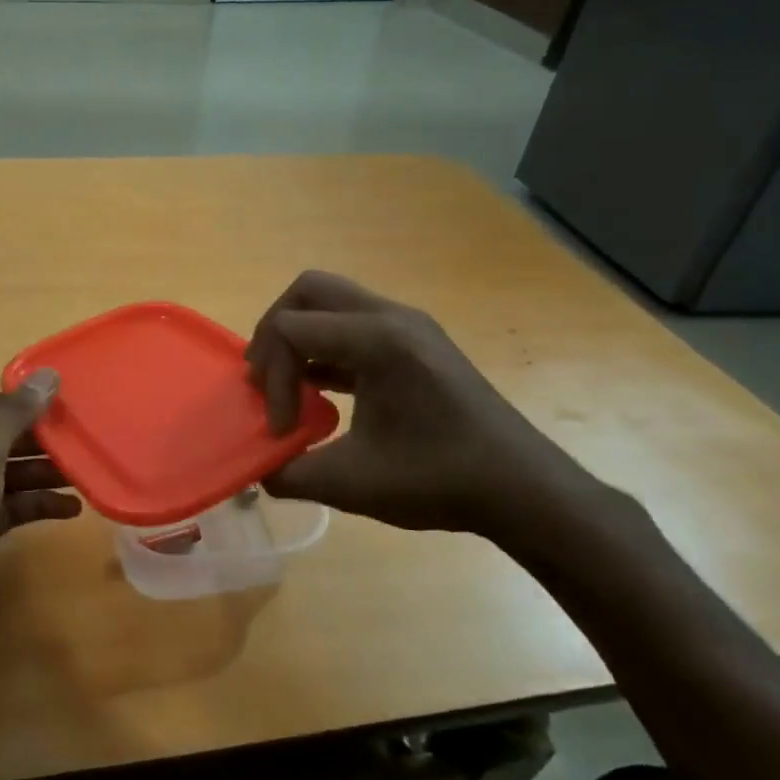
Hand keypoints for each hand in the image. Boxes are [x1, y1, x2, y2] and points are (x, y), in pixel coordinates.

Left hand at [0, 367, 77, 659]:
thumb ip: (14, 415)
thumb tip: (48, 374)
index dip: (23, 404)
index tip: (66, 404)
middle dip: (38, 442)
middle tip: (82, 439)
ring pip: (5, 477)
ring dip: (42, 475)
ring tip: (84, 474)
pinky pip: (8, 510)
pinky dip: (35, 506)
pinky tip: (71, 509)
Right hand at [245, 271, 596, 543]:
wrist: (522, 488)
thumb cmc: (439, 480)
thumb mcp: (351, 483)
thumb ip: (289, 473)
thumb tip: (257, 469)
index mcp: (377, 340)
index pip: (291, 329)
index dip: (270, 376)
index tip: (282, 429)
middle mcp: (392, 317)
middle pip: (308, 291)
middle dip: (274, 332)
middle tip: (265, 380)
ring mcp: (408, 326)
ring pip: (331, 302)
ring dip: (300, 338)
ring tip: (288, 387)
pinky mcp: (416, 343)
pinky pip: (353, 324)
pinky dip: (325, 347)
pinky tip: (320, 392)